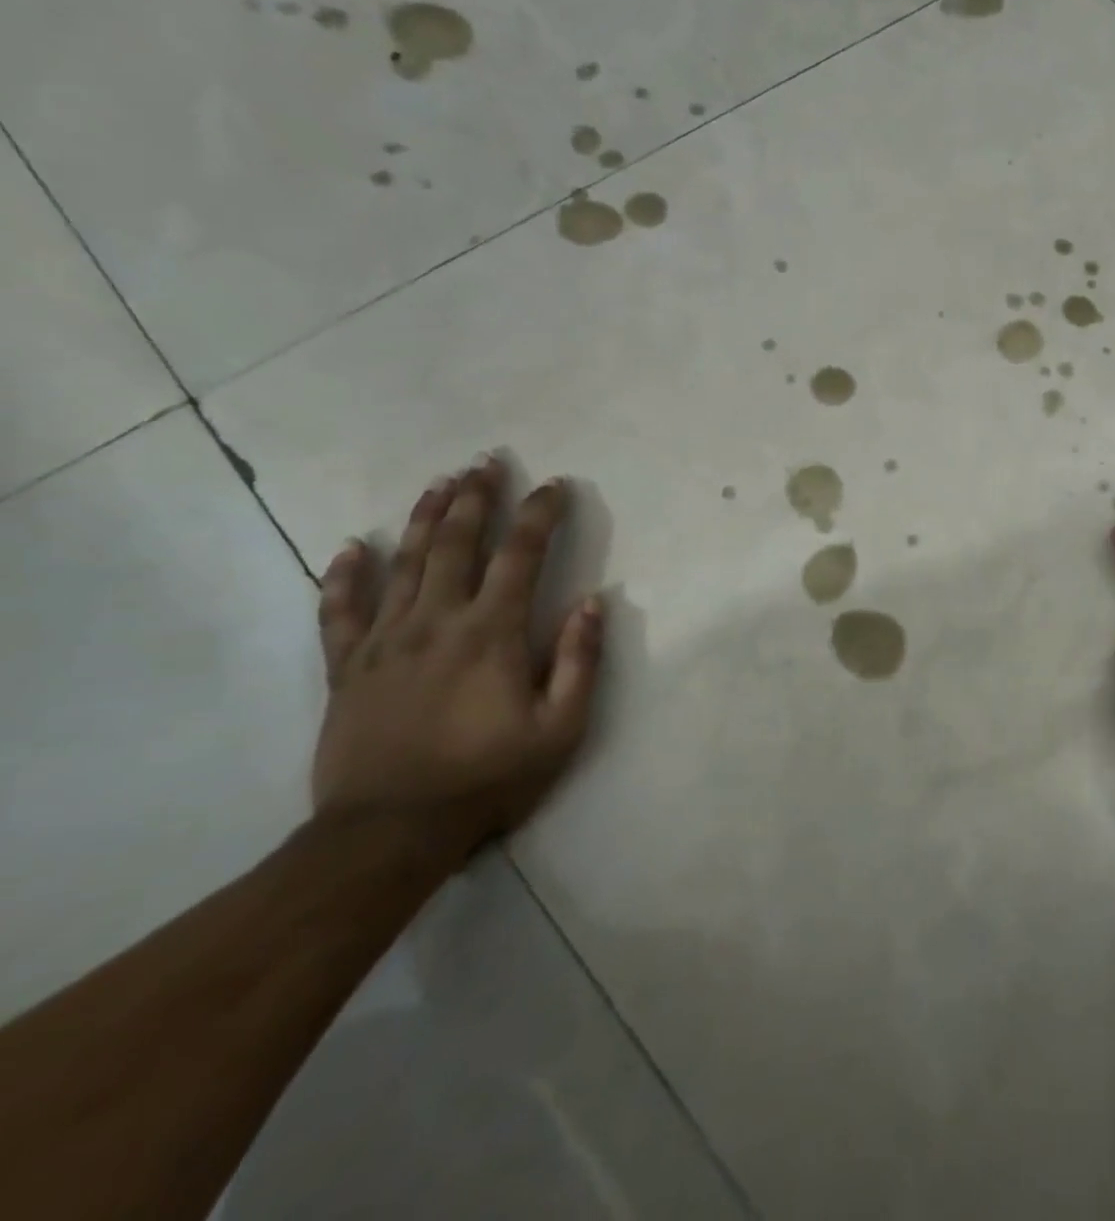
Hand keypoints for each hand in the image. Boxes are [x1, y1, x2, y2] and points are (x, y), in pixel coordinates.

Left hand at [312, 456, 603, 863]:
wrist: (389, 832)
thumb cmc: (488, 778)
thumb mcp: (561, 728)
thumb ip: (579, 660)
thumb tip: (594, 601)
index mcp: (491, 632)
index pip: (521, 555)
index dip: (540, 514)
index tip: (555, 484)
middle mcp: (436, 621)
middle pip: (456, 544)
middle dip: (475, 498)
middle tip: (487, 461)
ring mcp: (384, 641)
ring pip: (403, 563)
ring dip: (424, 519)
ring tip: (440, 482)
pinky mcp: (346, 667)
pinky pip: (339, 611)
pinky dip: (344, 576)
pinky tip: (350, 547)